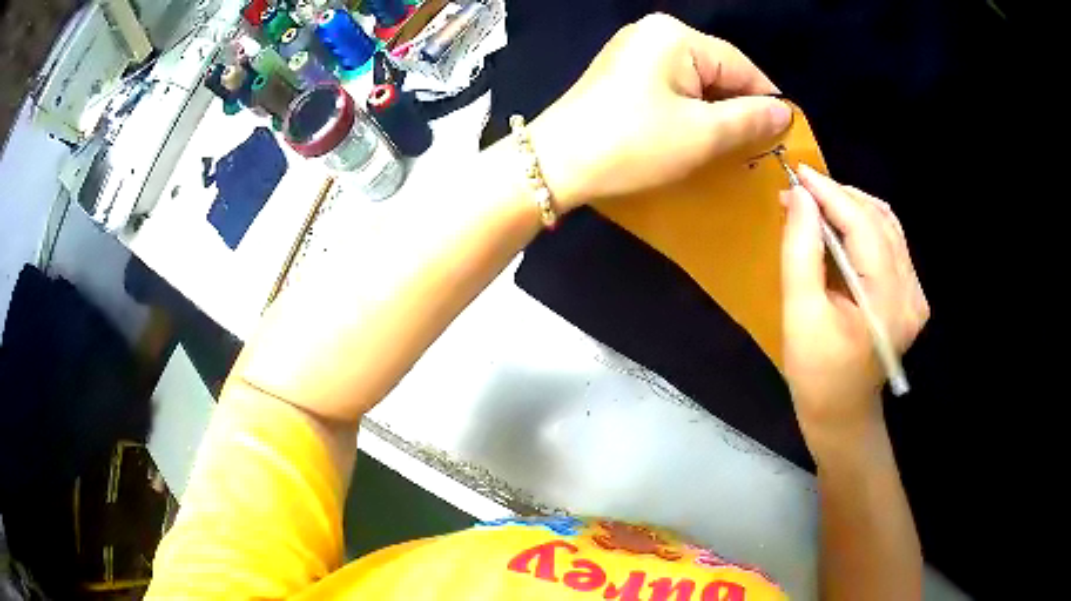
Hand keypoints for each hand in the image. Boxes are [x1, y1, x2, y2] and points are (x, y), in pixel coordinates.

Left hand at [529, 13, 792, 209]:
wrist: (555, 164)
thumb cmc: (633, 145)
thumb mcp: (702, 134)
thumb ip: (750, 119)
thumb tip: (783, 112)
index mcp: (676, 36)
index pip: (740, 65)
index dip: (766, 101)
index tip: (783, 136)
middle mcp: (654, 33)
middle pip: (717, 70)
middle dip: (737, 107)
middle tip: (754, 148)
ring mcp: (634, 50)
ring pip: (695, 80)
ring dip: (713, 112)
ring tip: (727, 146)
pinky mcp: (622, 72)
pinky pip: (671, 86)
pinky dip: (688, 109)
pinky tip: (693, 134)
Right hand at [780, 165, 928, 458]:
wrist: (842, 413)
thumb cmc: (816, 374)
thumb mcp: (799, 315)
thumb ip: (800, 252)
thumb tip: (798, 198)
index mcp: (887, 302)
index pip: (862, 226)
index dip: (829, 194)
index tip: (797, 174)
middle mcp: (911, 292)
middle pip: (879, 220)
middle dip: (839, 197)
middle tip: (800, 192)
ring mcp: (915, 294)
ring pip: (887, 226)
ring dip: (851, 207)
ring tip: (816, 205)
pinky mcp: (911, 294)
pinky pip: (890, 243)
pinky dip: (863, 225)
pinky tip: (839, 226)